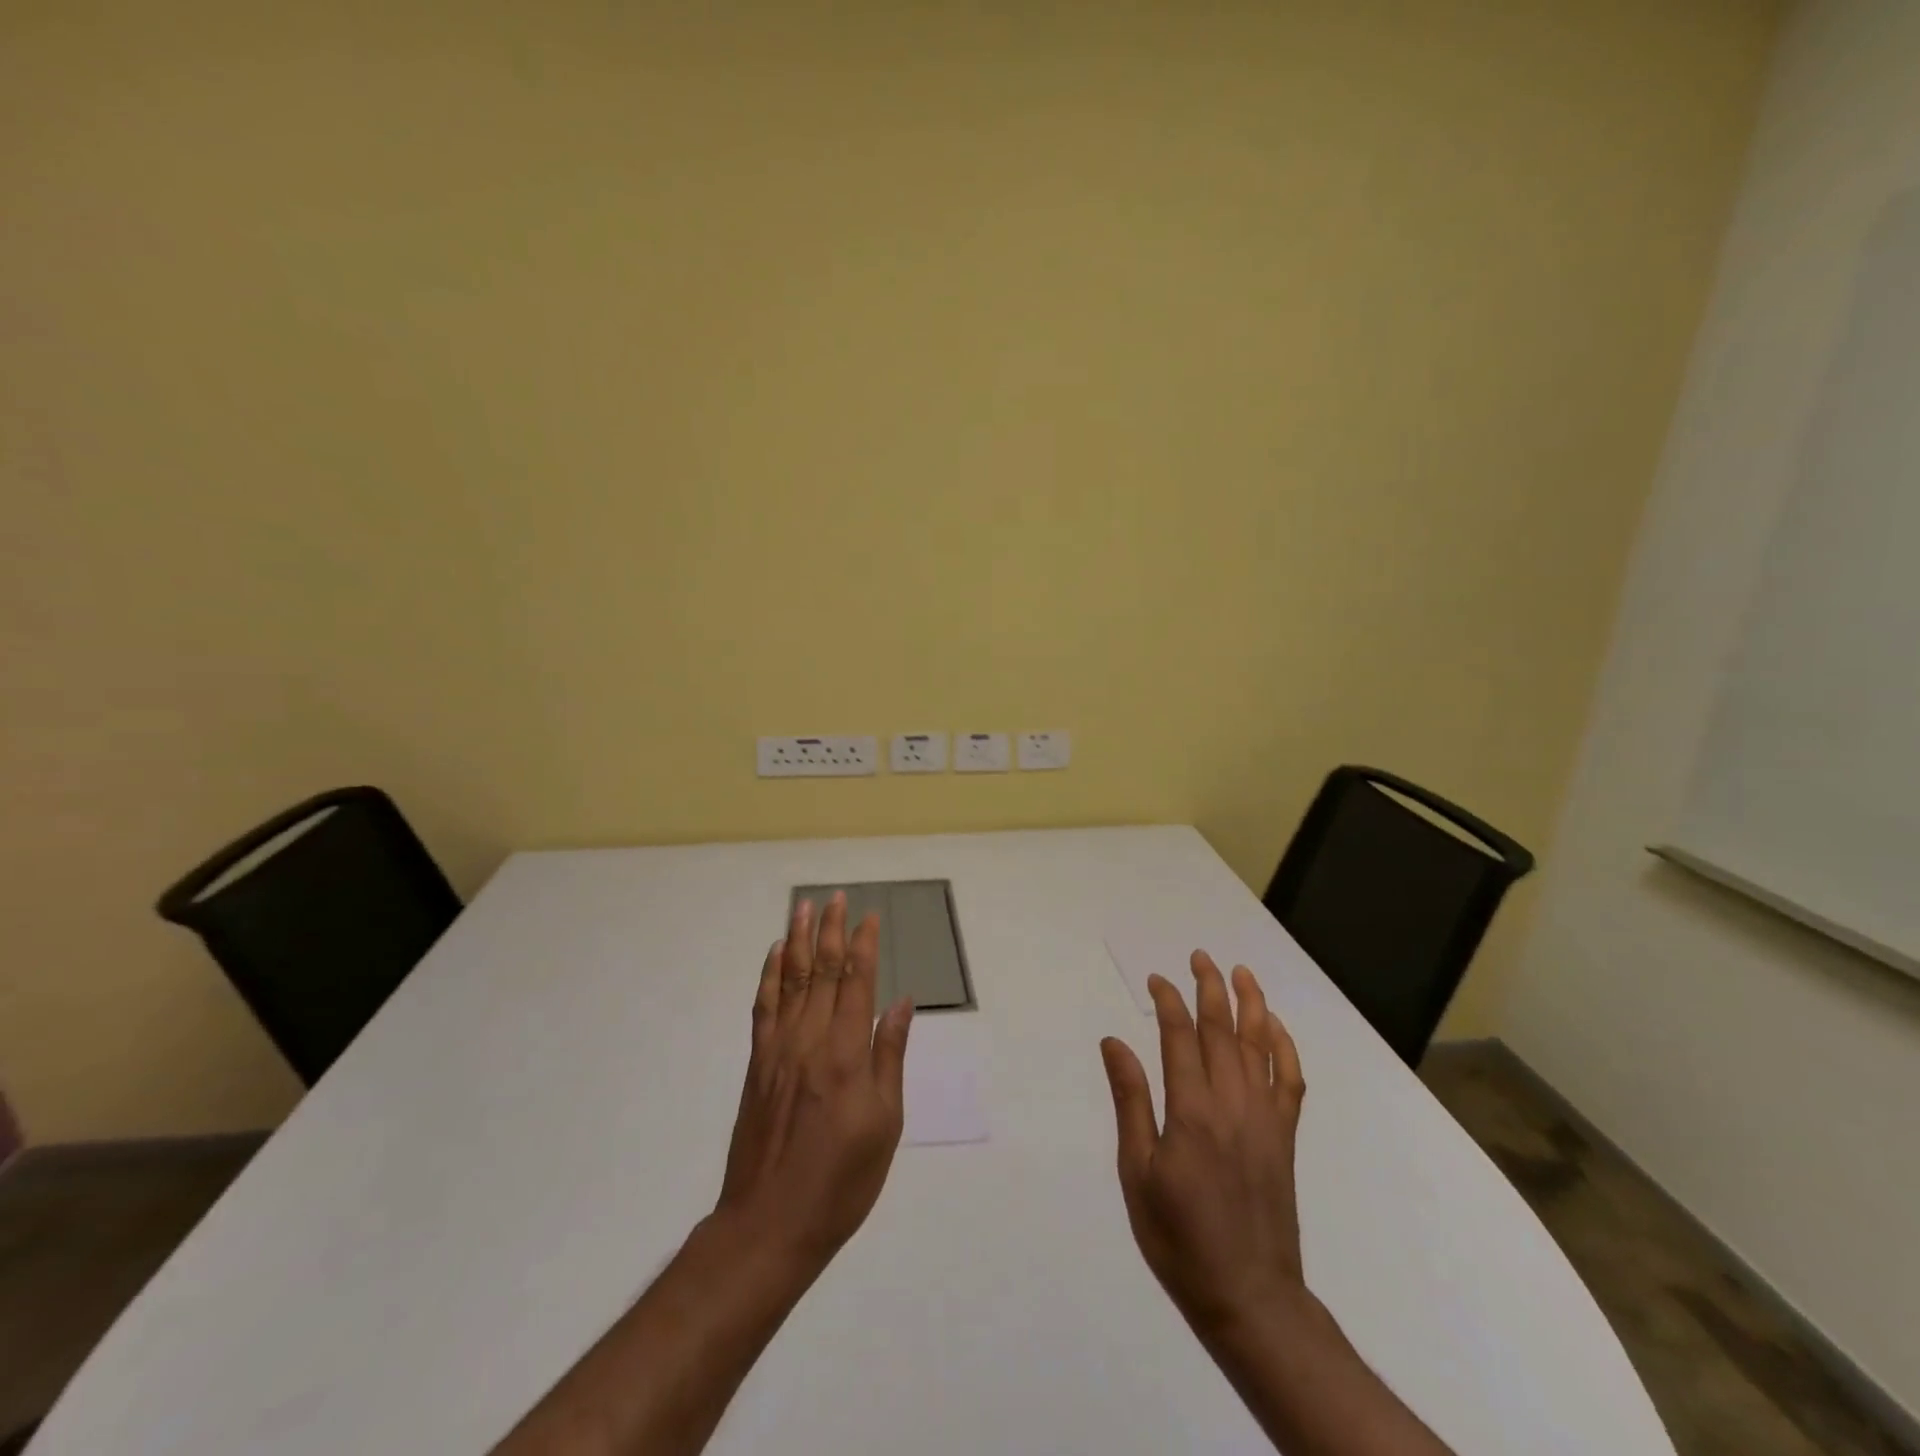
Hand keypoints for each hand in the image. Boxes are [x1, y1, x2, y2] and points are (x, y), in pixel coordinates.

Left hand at [715, 892, 914, 1268]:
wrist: (769, 1224)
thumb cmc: (841, 1181)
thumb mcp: (884, 1124)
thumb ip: (889, 1057)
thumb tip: (901, 1004)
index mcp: (846, 1053)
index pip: (856, 983)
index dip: (863, 945)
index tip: (869, 916)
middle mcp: (810, 1040)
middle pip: (820, 971)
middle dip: (830, 931)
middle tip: (835, 897)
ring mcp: (778, 1049)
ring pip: (788, 980)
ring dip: (796, 941)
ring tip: (802, 908)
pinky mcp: (756, 1065)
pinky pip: (763, 1008)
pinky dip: (767, 976)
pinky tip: (772, 956)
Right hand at [1100, 951, 1307, 1337]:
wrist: (1249, 1296)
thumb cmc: (1180, 1237)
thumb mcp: (1138, 1173)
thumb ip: (1131, 1102)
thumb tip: (1114, 1043)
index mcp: (1192, 1110)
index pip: (1179, 1036)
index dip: (1168, 1001)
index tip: (1157, 980)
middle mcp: (1232, 1102)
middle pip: (1223, 1029)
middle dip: (1210, 987)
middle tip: (1200, 957)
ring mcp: (1265, 1118)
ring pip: (1261, 1045)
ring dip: (1251, 1004)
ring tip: (1241, 972)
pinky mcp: (1285, 1137)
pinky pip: (1291, 1079)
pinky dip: (1286, 1047)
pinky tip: (1276, 1027)